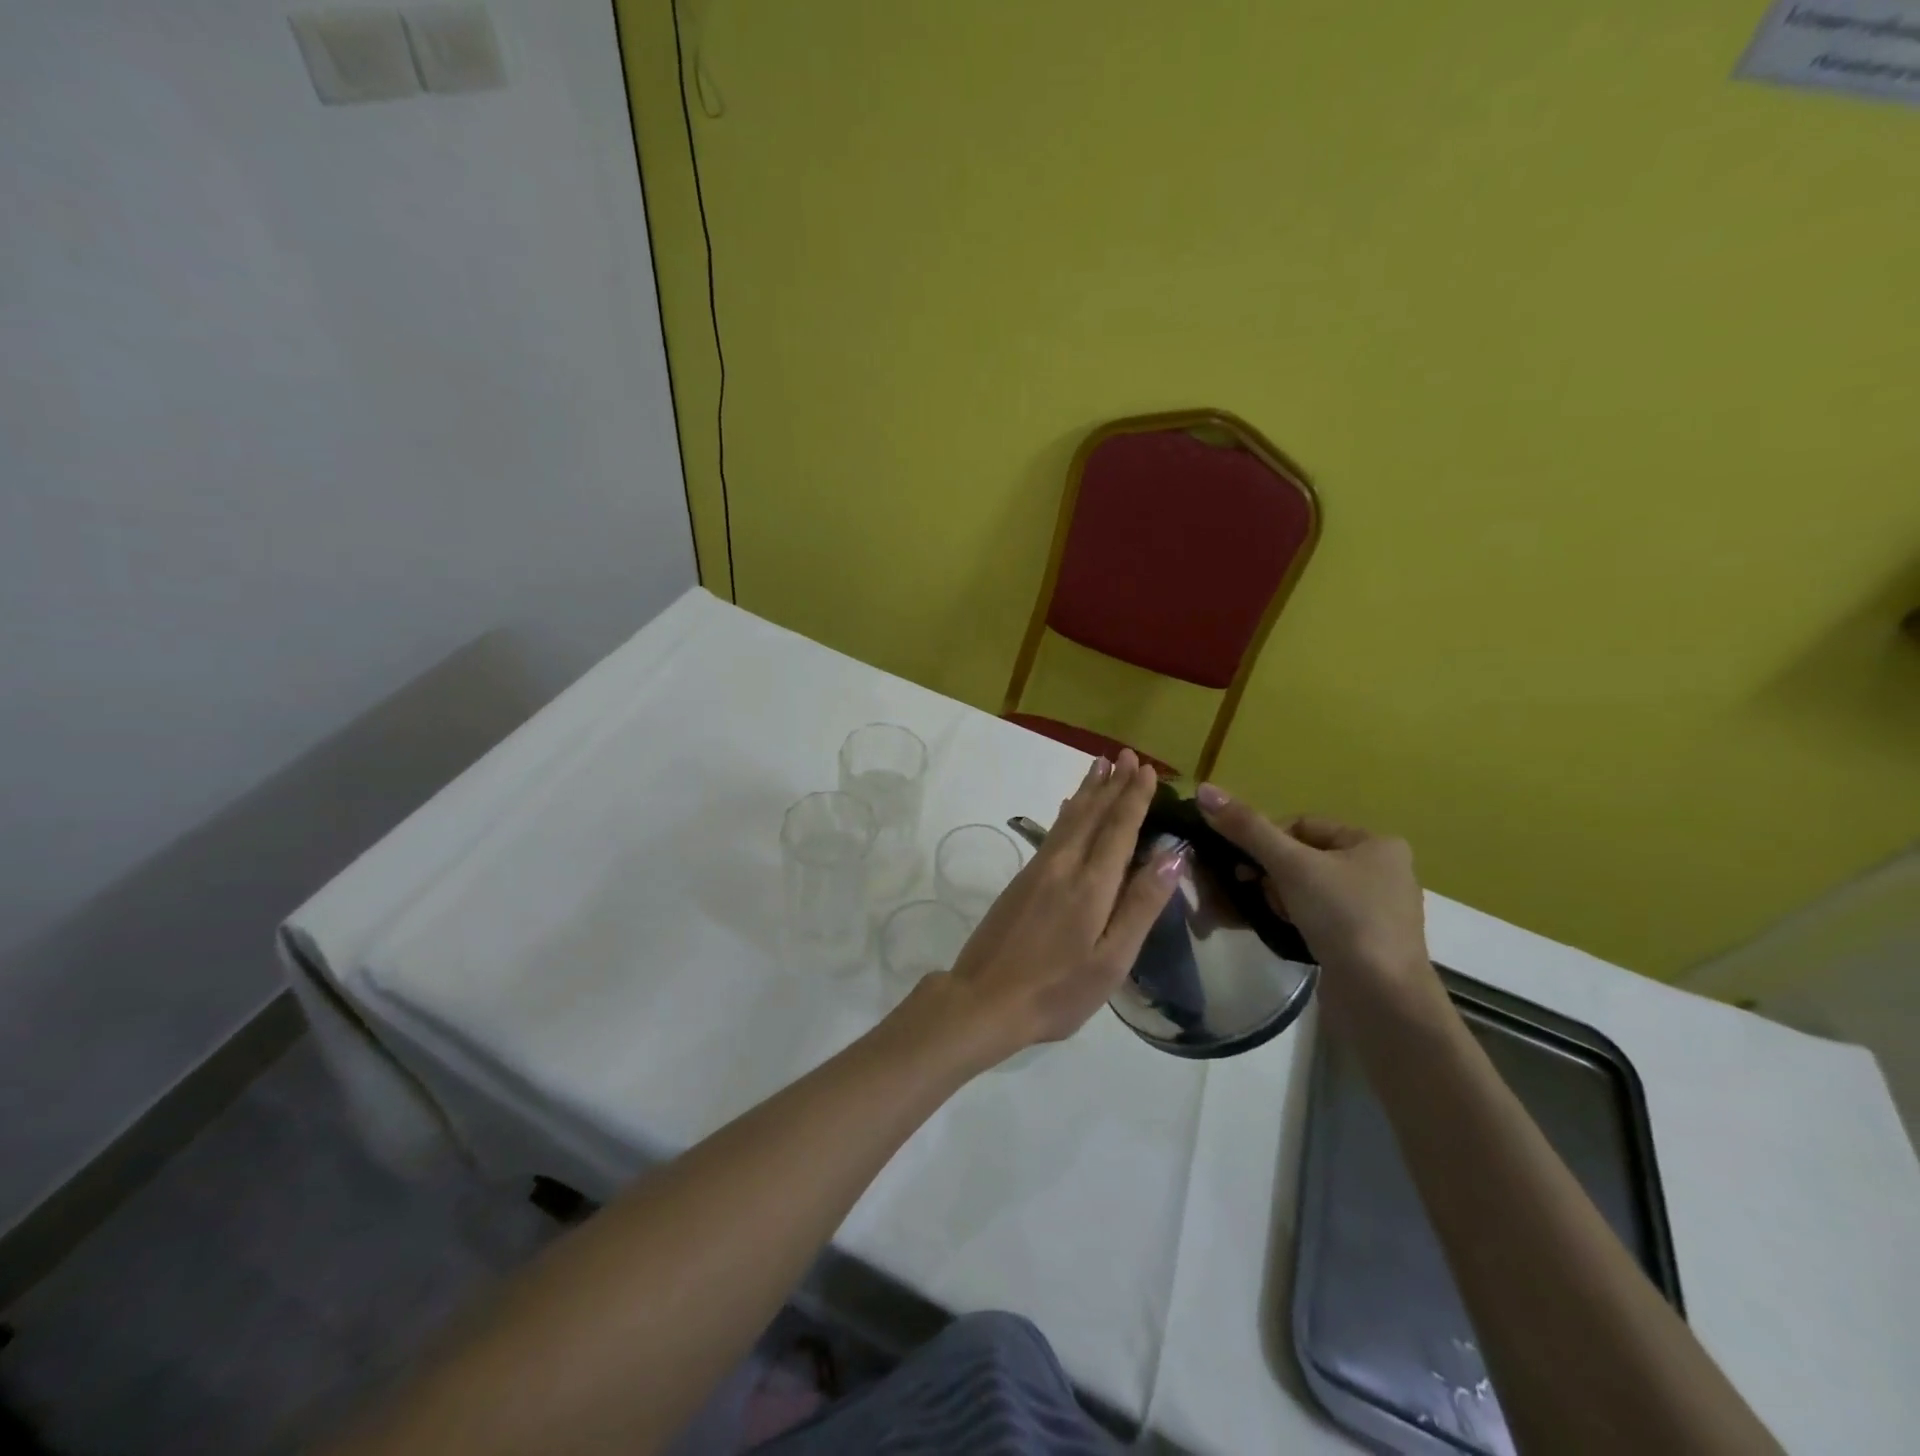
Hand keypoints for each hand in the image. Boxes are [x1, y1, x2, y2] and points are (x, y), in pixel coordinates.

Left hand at [937, 750, 1184, 1064]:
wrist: (983, 999)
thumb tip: (1172, 854)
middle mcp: (1063, 866)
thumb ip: (1141, 904)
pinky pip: (1052, 832)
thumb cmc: (1057, 990)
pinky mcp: (1021, 881)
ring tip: (1101, 765)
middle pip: (1092, 814)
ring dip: (1088, 790)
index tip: (1148, 769)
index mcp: (1091, 884)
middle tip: (1128, 755)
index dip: (1134, 798)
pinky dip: (1067, 812)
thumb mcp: (1111, 959)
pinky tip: (1069, 807)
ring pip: (1069, 819)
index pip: (1118, 828)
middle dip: (1112, 784)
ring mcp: (1037, 870)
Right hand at [1195, 784, 1443, 1028]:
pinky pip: (1318, 916)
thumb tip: (1204, 790)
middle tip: (1252, 891)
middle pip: (1303, 857)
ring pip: (1307, 888)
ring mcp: (1375, 910)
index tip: (1245, 865)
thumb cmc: (1342, 918)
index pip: (1302, 825)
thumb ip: (1247, 828)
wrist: (1382, 999)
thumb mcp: (1291, 866)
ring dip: (1278, 897)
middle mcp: (1381, 871)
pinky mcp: (1364, 942)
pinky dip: (1294, 919)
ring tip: (1269, 915)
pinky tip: (1282, 931)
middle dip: (1270, 873)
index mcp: (1375, 843)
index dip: (1266, 840)